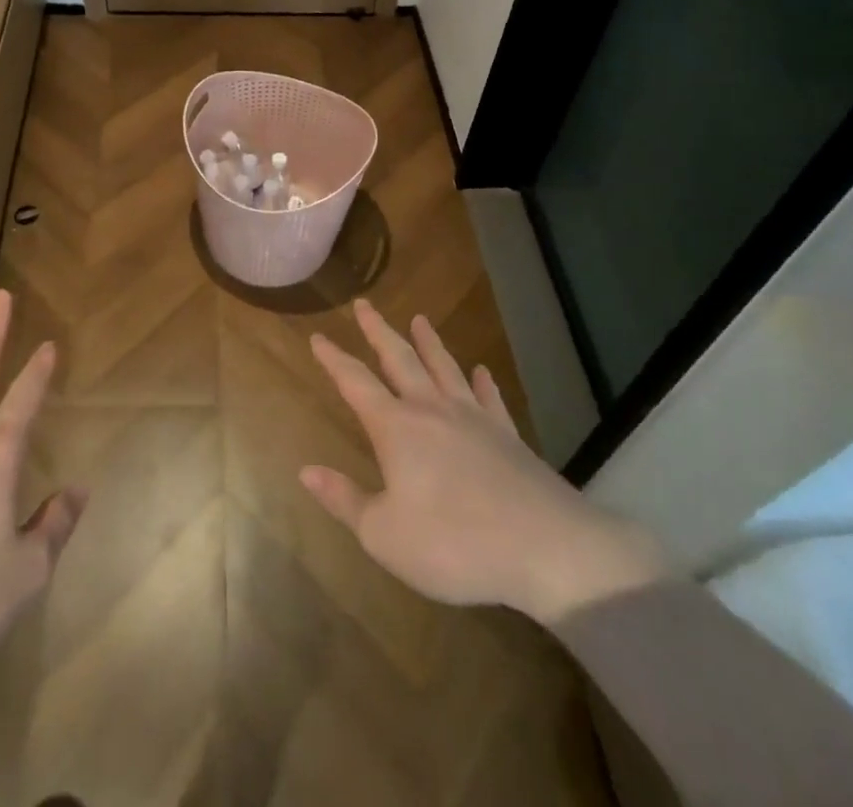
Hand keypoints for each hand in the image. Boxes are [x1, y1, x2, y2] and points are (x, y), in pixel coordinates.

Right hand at [300, 301, 667, 625]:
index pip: (355, 382)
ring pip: (444, 368)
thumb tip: (306, 470)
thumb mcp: (385, 535)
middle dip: (378, 331)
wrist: (546, 548)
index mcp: (396, 428)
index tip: (318, 336)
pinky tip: (481, 371)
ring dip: (429, 343)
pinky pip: (490, 398)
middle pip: (400, 359)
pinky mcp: (508, 435)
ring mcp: (474, 419)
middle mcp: (432, 410)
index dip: (334, 359)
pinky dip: (483, 382)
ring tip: (420, 319)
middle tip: (364, 305)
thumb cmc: (454, 544)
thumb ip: (345, 500)